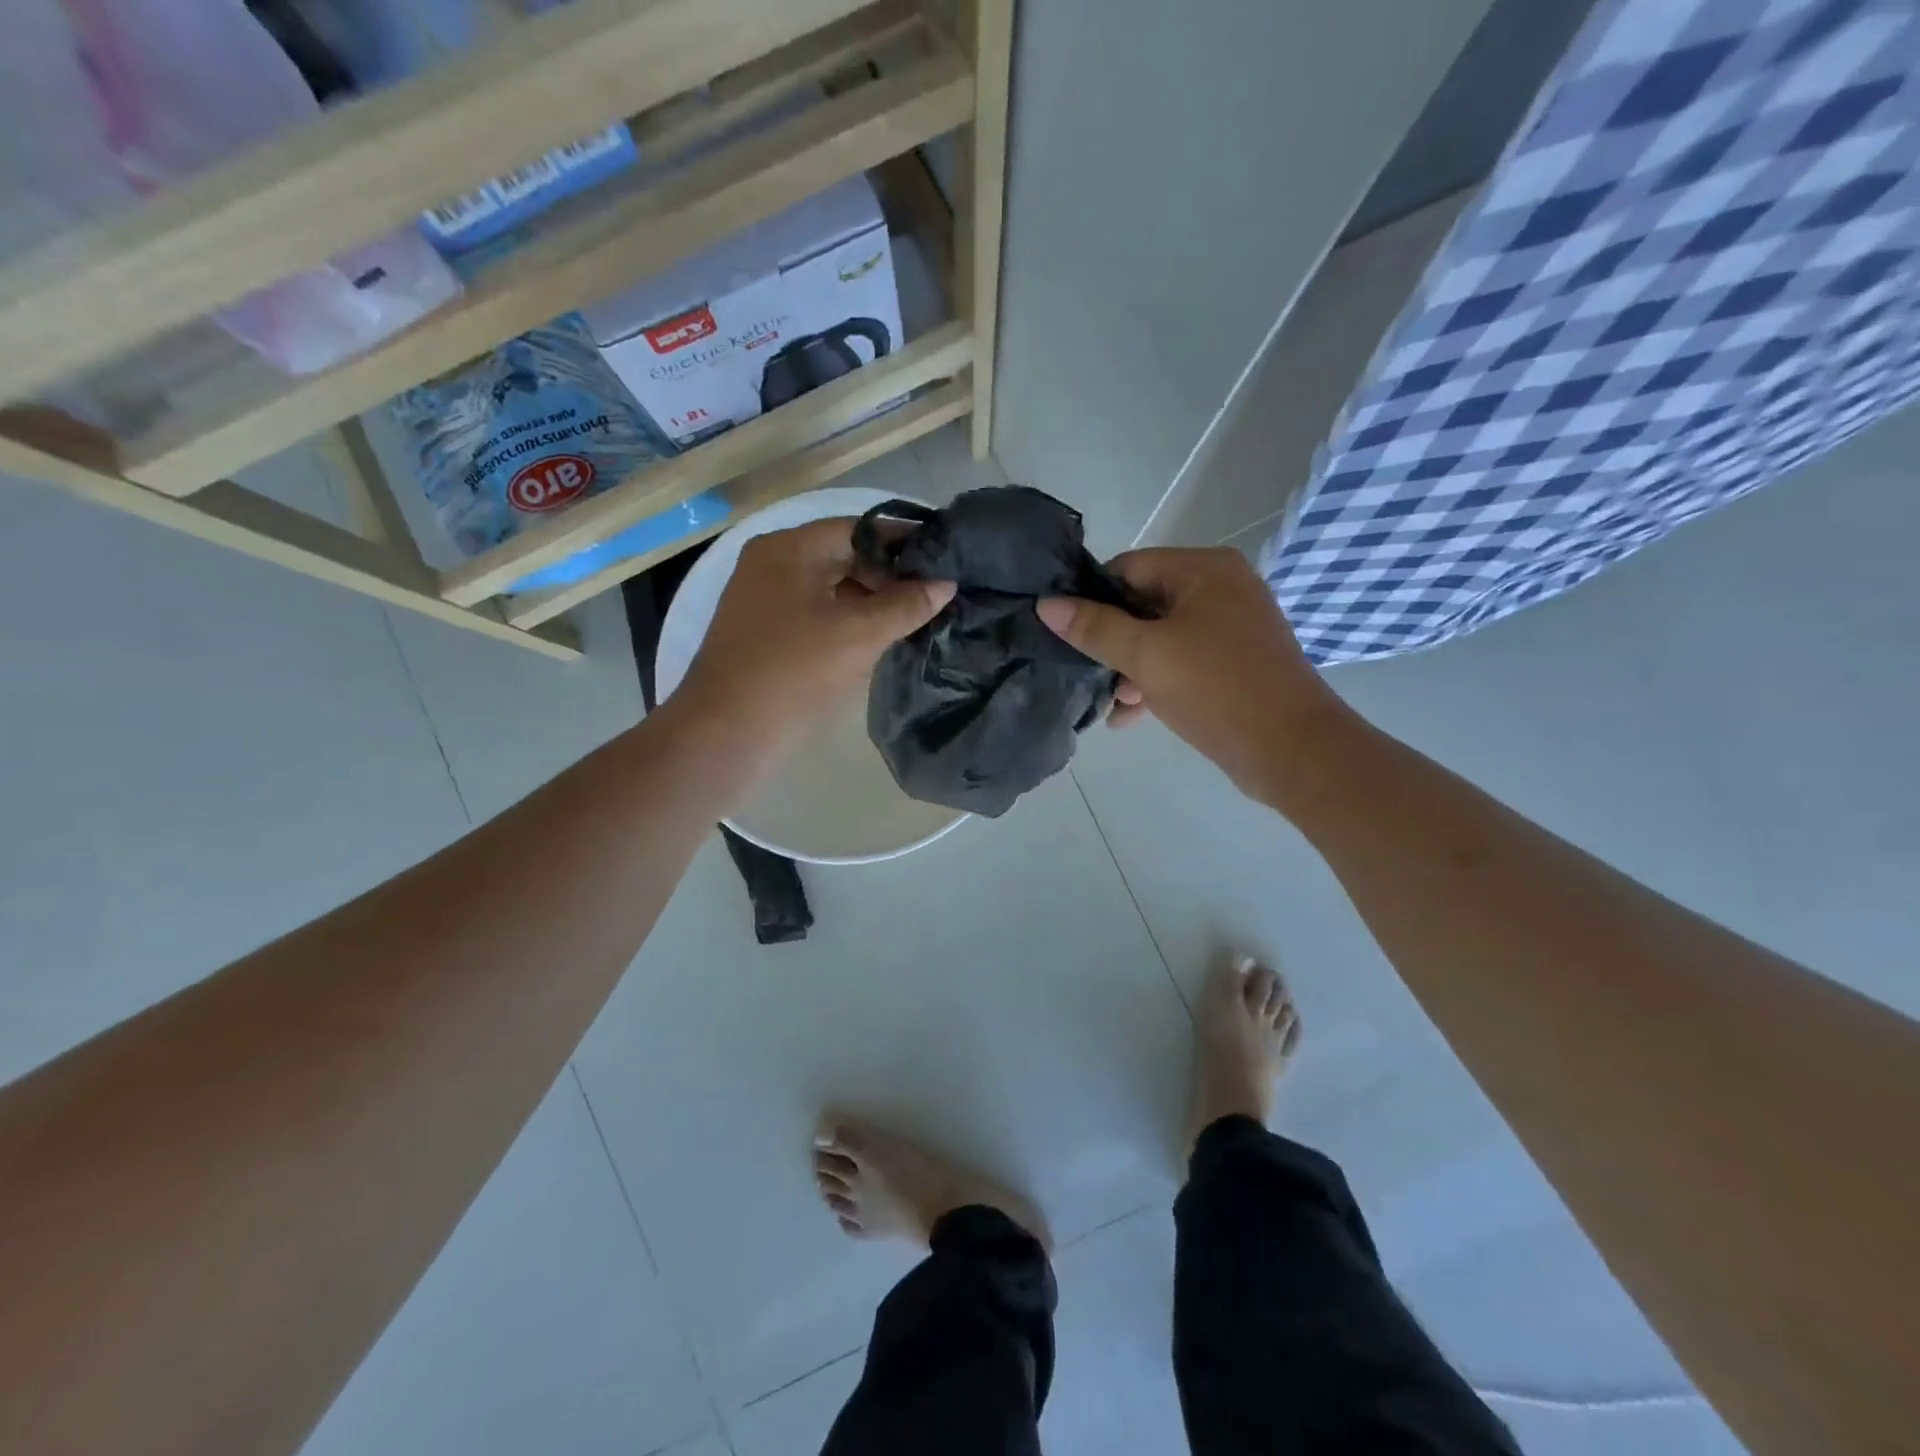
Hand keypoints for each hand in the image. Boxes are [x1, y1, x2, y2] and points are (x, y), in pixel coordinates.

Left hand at [675, 517, 954, 749]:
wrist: (726, 732)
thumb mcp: (859, 634)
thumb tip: (946, 583)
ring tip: (915, 619)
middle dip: (890, 576)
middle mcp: (773, 564)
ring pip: (832, 588)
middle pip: (844, 556)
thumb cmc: (794, 671)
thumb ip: (906, 605)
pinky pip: (817, 614)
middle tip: (934, 595)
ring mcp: (766, 600)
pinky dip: (849, 622)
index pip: (859, 529)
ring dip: (872, 601)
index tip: (943, 557)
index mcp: (790, 549)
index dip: (904, 541)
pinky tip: (879, 640)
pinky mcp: (767, 634)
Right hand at [1036, 547, 1353, 804]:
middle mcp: (1222, 588)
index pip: (1129, 567)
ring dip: (1131, 669)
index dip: (1093, 599)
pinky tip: (1130, 717)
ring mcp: (1232, 627)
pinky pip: (1183, 662)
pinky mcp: (1235, 663)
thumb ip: (1094, 627)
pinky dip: (1157, 683)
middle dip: (1113, 642)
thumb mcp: (1146, 656)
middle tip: (1091, 674)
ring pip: (1161, 638)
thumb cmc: (1217, 689)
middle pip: (1144, 603)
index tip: (1068, 634)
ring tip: (1113, 704)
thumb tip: (1046, 604)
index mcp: (1205, 569)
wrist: (1292, 750)